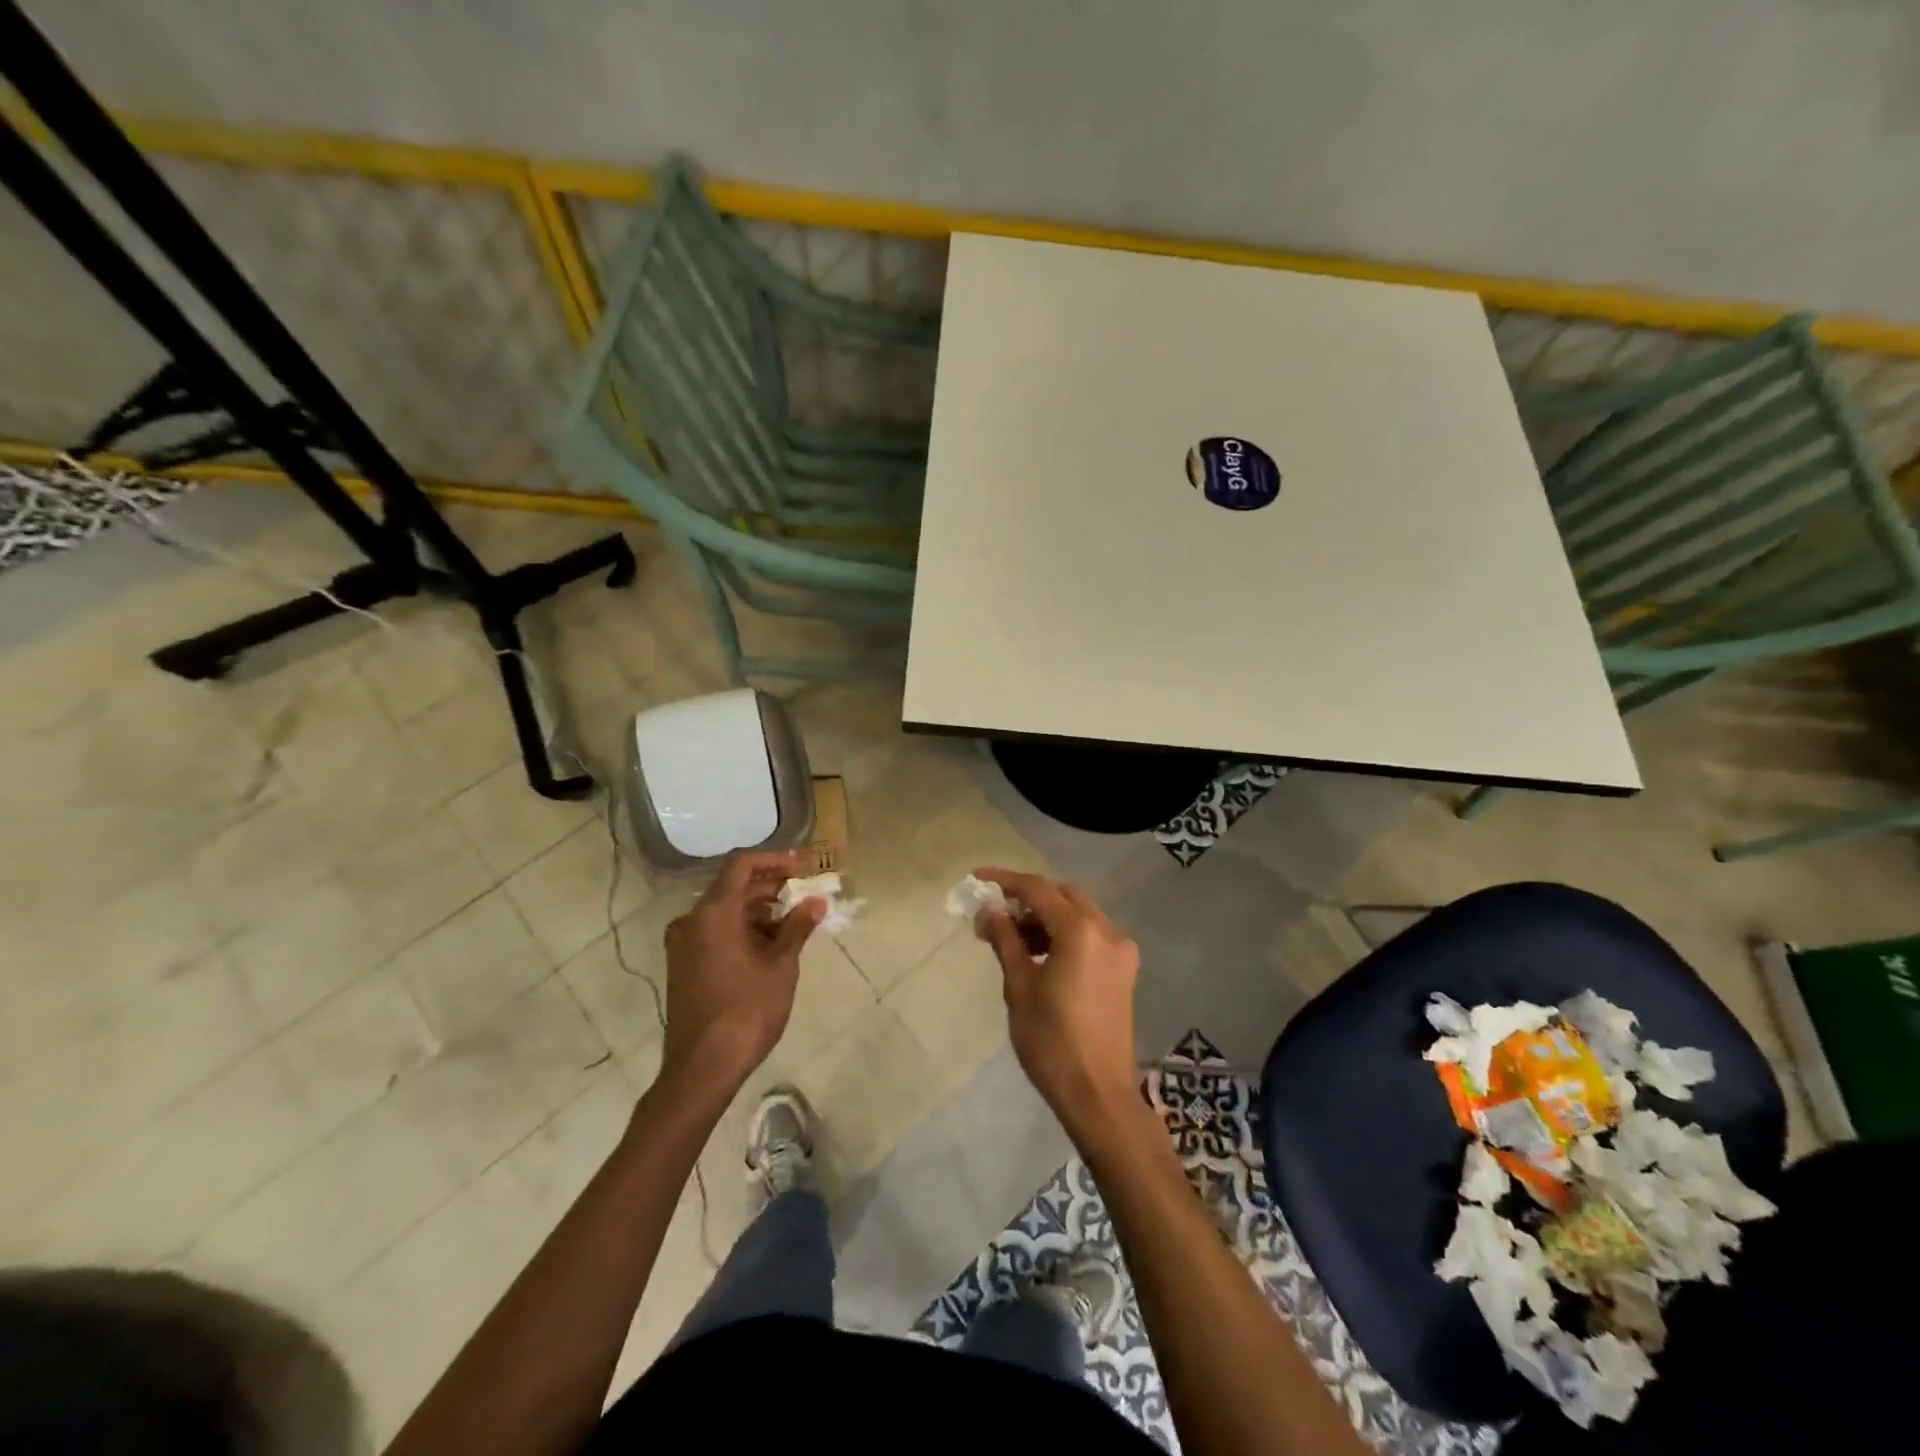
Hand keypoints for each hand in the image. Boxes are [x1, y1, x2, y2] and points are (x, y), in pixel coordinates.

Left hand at [659, 850, 822, 1103]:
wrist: (702, 1068)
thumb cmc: (746, 1010)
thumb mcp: (781, 965)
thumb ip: (798, 927)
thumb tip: (816, 901)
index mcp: (713, 912)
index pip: (743, 865)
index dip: (776, 860)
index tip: (805, 866)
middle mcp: (692, 921)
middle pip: (734, 887)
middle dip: (772, 886)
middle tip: (806, 892)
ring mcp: (684, 944)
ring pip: (726, 912)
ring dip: (760, 910)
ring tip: (796, 922)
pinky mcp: (685, 965)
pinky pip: (716, 932)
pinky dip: (744, 930)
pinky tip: (772, 945)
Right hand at [972, 868, 1140, 1134]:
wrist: (1097, 1093)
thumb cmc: (1051, 1040)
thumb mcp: (1019, 986)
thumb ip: (1005, 940)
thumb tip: (988, 910)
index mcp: (1080, 930)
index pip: (1037, 889)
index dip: (1004, 881)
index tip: (976, 879)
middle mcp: (1107, 929)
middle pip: (1062, 895)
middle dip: (1027, 897)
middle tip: (994, 913)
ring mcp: (1120, 949)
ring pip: (1078, 913)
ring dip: (1046, 916)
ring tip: (1011, 936)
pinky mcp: (1124, 969)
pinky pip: (1091, 934)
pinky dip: (1065, 933)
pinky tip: (1039, 952)